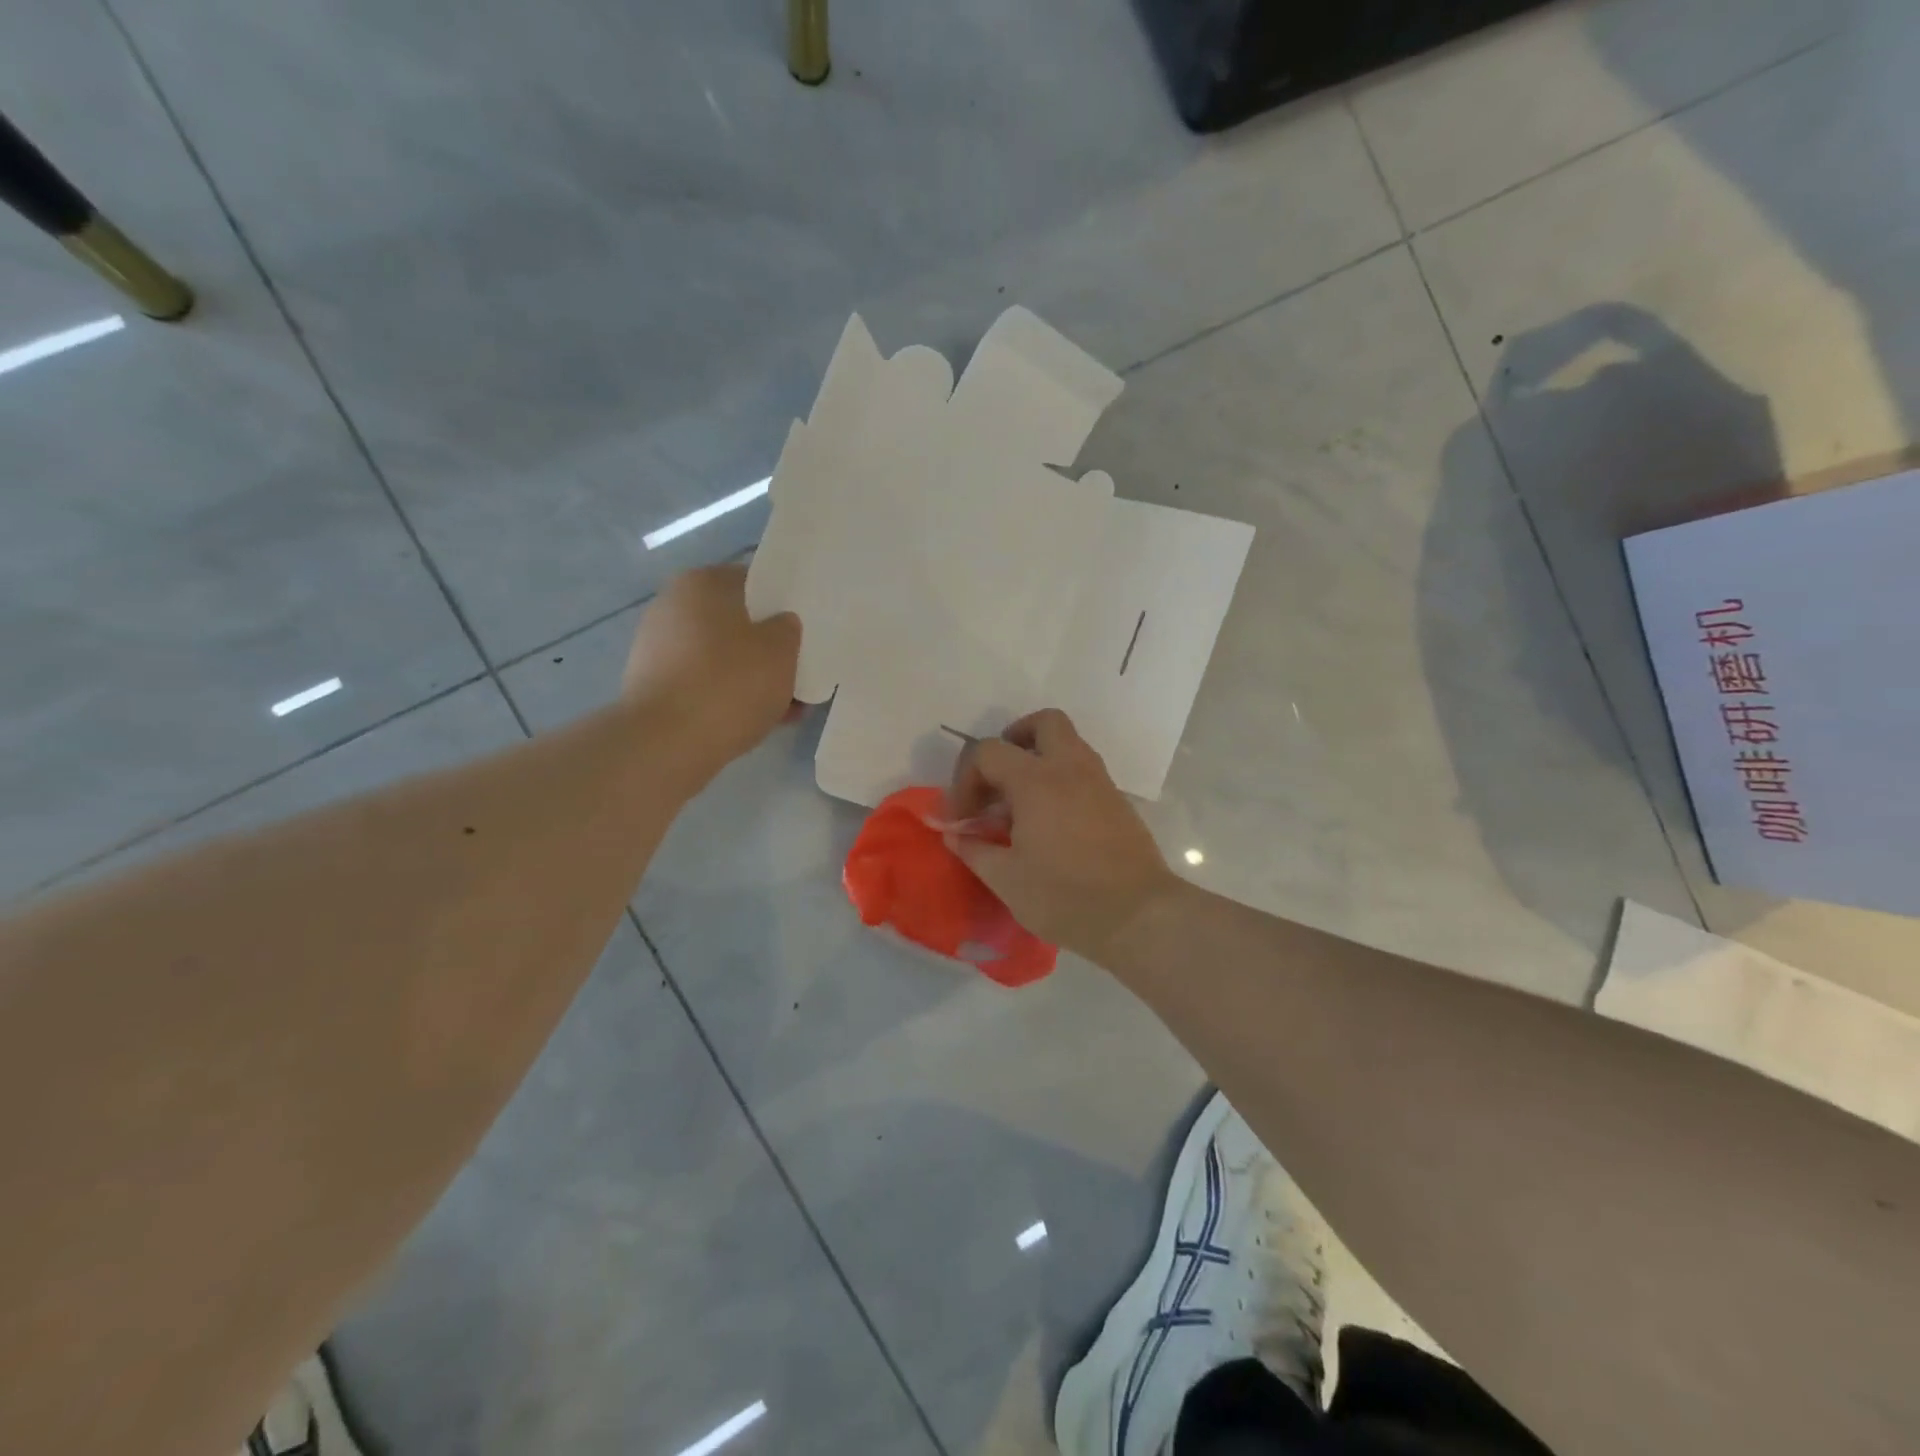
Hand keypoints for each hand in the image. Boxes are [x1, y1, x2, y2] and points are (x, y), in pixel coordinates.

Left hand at [622, 565, 800, 775]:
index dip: (782, 604)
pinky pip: (704, 686)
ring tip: (788, 707)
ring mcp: (658, 649)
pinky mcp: (654, 688)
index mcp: (702, 583)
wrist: (668, 743)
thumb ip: (787, 630)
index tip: (805, 630)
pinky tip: (760, 721)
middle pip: (735, 624)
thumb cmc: (730, 682)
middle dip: (767, 648)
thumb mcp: (781, 650)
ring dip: (752, 678)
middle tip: (799, 671)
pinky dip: (730, 698)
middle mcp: (673, 607)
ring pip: (722, 658)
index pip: (752, 582)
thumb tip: (780, 625)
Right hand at [944, 709, 1180, 962]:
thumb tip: (955, 834)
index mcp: (1036, 781)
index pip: (990, 751)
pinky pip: (1085, 772)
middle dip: (1015, 739)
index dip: (966, 778)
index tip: (963, 817)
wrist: (1139, 916)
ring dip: (1041, 760)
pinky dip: (1063, 781)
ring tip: (1022, 804)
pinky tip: (1052, 822)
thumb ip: (976, 850)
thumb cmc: (1065, 896)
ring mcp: (1100, 782)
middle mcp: (1071, 769)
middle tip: (999, 777)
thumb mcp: (1007, 880)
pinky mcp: (1118, 802)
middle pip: (1045, 723)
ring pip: (1070, 744)